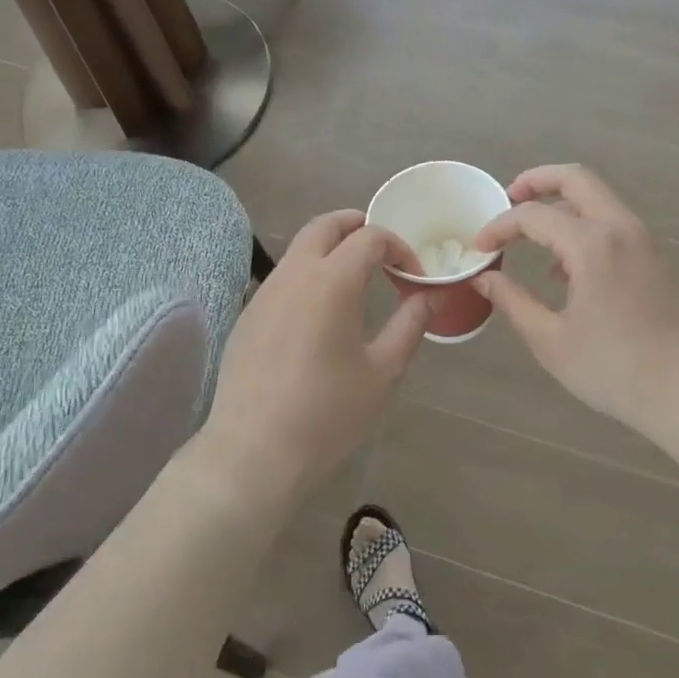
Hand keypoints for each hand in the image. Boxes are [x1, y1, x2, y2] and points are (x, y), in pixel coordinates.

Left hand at [197, 211, 431, 506]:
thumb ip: (410, 325)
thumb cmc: (327, 414)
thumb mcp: (383, 372)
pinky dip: (309, 272)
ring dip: (331, 247)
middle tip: (383, 248)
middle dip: (358, 225)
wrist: (254, 453)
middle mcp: (294, 274)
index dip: (399, 247)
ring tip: (356, 276)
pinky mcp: (249, 314)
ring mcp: (265, 292)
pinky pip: (283, 276)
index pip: (370, 238)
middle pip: (326, 224)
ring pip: (300, 247)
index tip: (414, 276)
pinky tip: (320, 311)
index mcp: (332, 281)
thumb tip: (430, 296)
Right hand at [473, 165, 678, 437]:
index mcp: (592, 244)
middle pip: (575, 178)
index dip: (500, 226)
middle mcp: (620, 228)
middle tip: (508, 197)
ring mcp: (643, 240)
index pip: (533, 215)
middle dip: (537, 180)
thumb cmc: (616, 370)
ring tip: (532, 237)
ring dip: (561, 204)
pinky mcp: (655, 257)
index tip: (478, 247)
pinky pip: (612, 223)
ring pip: (597, 198)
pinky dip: (583, 225)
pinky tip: (565, 269)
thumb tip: (484, 277)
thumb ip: (513, 301)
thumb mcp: (552, 341)